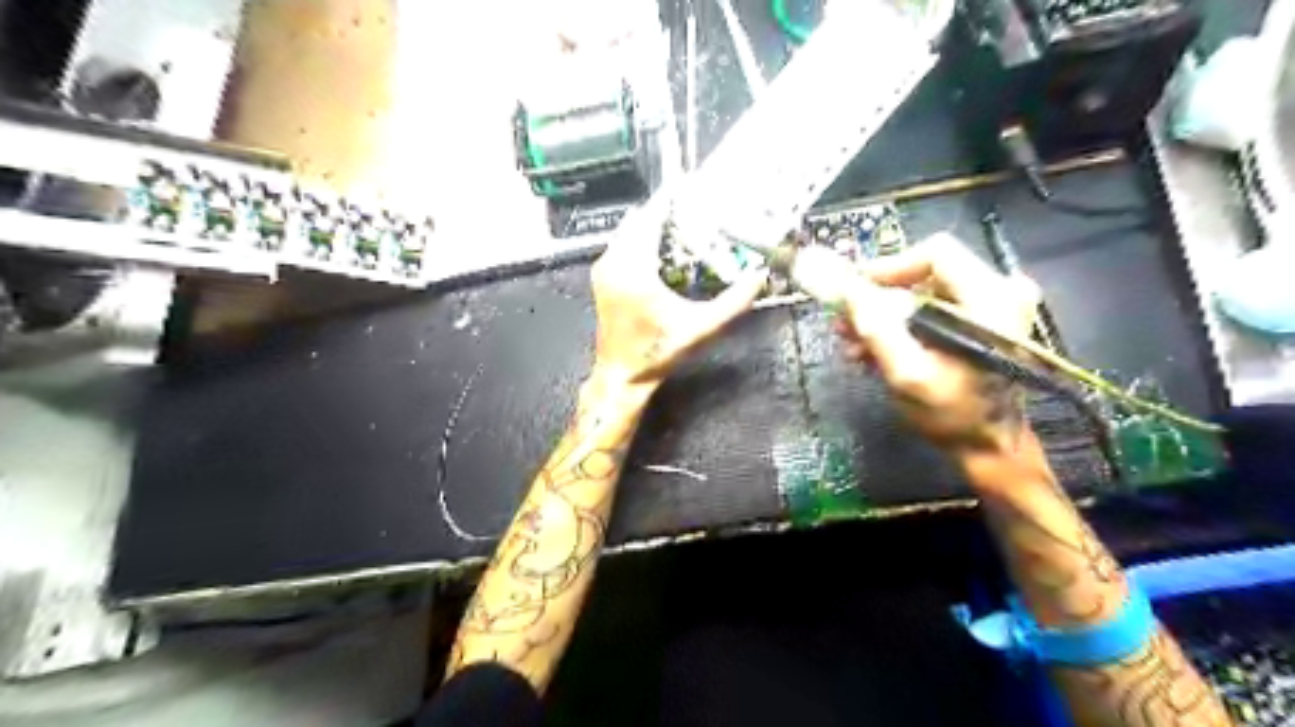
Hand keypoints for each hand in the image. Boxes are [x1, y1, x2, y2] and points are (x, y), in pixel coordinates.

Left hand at [591, 191, 760, 384]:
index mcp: (634, 269)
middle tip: (697, 207)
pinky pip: (623, 243)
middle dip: (667, 210)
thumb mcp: (700, 328)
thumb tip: (759, 278)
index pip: (651, 217)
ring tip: (686, 222)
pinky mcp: (603, 276)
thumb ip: (733, 302)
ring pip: (630, 230)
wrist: (622, 375)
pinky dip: (643, 237)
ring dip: (655, 224)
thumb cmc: (658, 352)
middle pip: (640, 219)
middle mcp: (613, 262)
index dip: (672, 198)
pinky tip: (666, 246)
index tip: (692, 185)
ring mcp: (604, 268)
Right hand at [839, 236, 1039, 457]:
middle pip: (924, 273)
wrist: (990, 449)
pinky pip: (932, 309)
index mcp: (991, 299)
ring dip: (883, 316)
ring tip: (854, 345)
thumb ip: (877, 330)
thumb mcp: (908, 375)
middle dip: (878, 298)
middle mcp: (999, 292)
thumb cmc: (953, 416)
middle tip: (844, 324)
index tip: (854, 293)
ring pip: (923, 292)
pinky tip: (875, 350)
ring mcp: (992, 308)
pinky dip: (900, 326)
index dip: (888, 268)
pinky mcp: (981, 323)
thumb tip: (846, 290)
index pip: (934, 253)